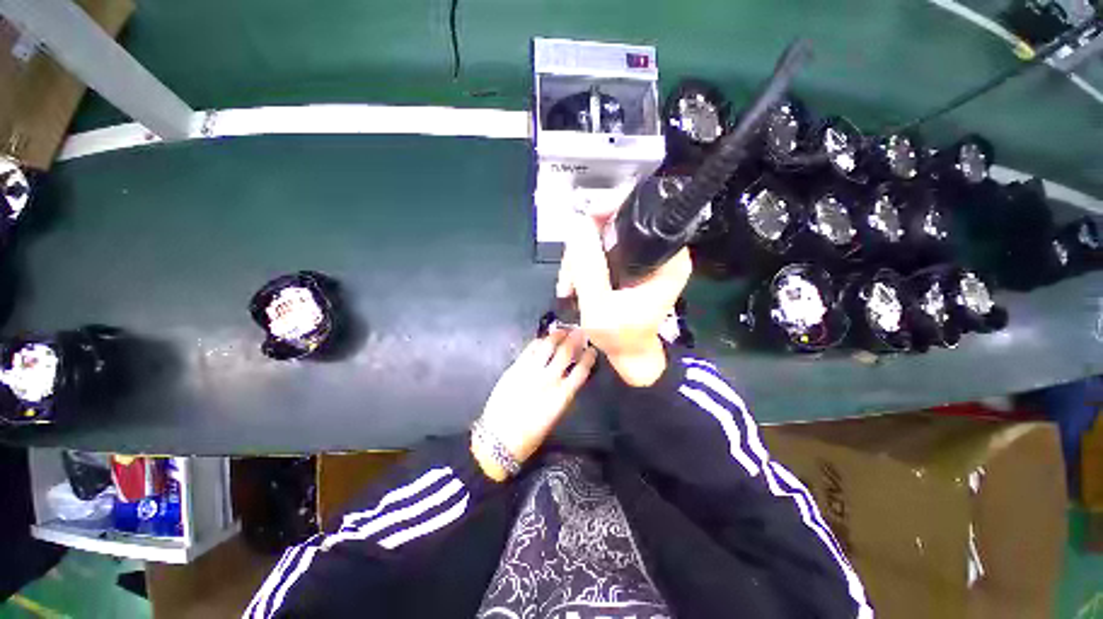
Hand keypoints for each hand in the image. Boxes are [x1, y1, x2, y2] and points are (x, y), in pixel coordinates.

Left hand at [473, 329, 596, 481]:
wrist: (499, 439)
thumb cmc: (529, 437)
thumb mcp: (553, 417)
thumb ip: (560, 396)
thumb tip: (566, 381)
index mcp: (563, 396)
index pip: (582, 370)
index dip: (588, 358)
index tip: (592, 350)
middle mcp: (549, 380)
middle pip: (566, 353)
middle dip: (575, 340)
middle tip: (580, 331)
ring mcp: (530, 372)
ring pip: (547, 346)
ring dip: (557, 336)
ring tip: (562, 330)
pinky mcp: (514, 369)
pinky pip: (529, 350)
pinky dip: (538, 342)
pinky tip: (542, 340)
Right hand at [556, 213, 691, 386]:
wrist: (629, 357)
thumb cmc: (622, 338)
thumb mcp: (600, 307)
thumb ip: (588, 267)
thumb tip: (577, 224)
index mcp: (668, 259)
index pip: (642, 214)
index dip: (611, 210)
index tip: (585, 224)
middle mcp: (660, 251)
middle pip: (616, 223)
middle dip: (586, 245)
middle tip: (570, 275)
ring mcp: (643, 256)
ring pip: (603, 235)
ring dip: (580, 258)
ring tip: (569, 286)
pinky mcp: (631, 262)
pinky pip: (602, 249)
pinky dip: (585, 264)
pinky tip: (575, 284)